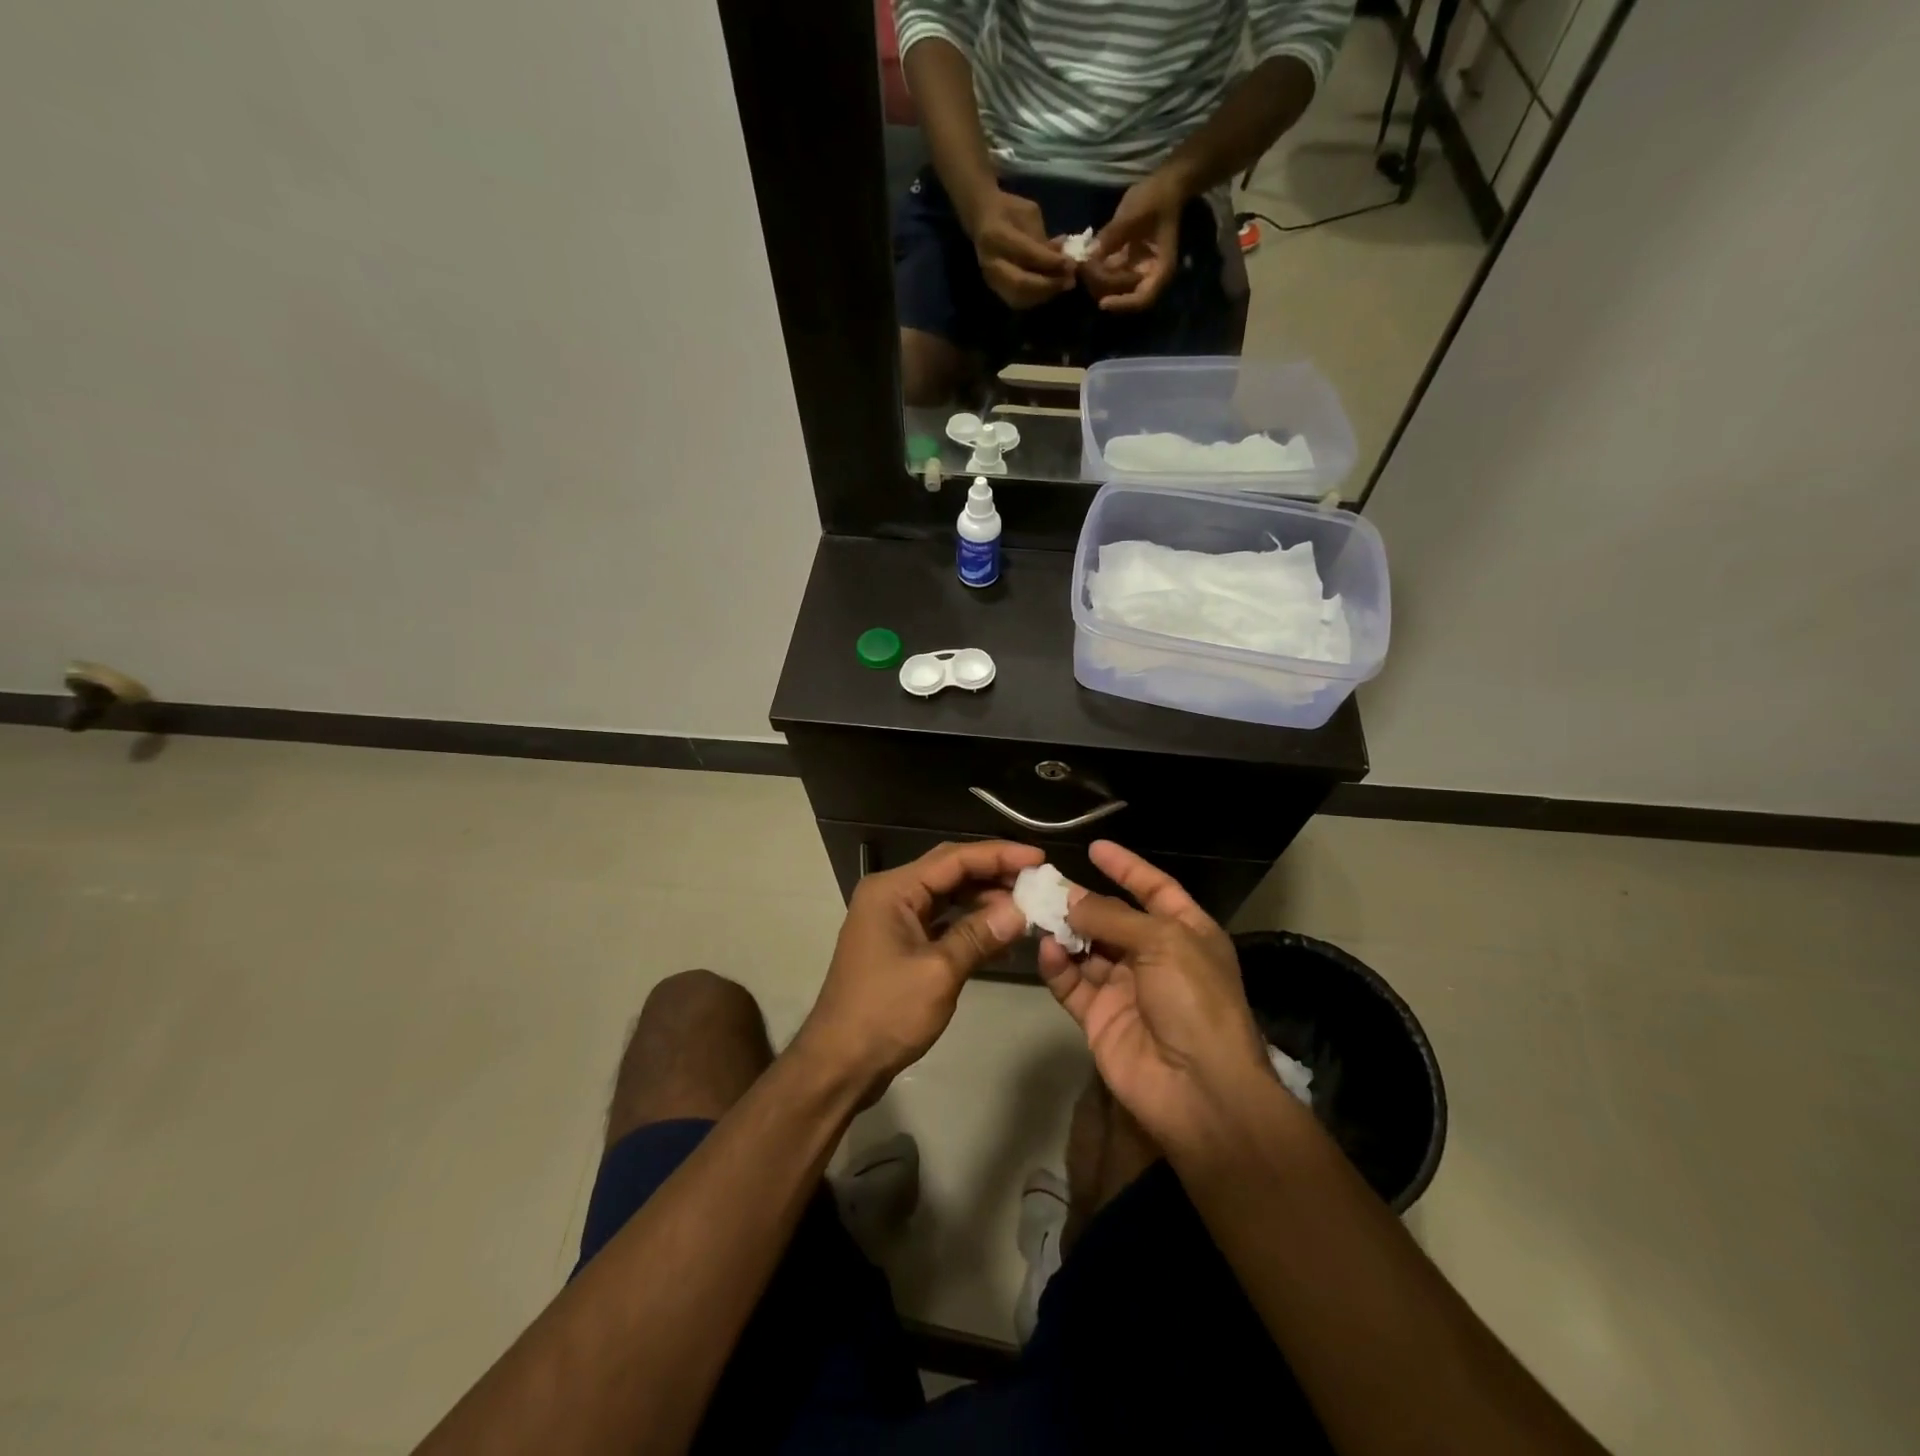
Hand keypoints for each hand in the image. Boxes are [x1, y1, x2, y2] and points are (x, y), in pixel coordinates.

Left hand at [796, 839, 1043, 1101]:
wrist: (839, 1063)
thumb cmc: (885, 1013)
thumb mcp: (938, 972)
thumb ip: (979, 935)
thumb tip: (1021, 911)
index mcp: (893, 890)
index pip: (954, 858)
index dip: (999, 855)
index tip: (1038, 858)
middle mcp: (892, 896)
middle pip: (951, 872)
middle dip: (995, 875)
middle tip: (1039, 882)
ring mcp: (895, 921)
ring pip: (949, 898)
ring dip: (985, 901)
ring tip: (1028, 908)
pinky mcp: (901, 945)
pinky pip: (943, 923)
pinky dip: (971, 927)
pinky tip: (1003, 938)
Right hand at [964, 189, 1075, 308]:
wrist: (983, 218)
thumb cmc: (1009, 210)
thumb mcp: (1029, 215)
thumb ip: (1043, 239)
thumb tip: (1064, 258)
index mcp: (996, 236)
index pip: (1027, 254)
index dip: (1051, 262)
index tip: (1072, 263)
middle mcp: (991, 262)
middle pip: (1021, 284)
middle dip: (1048, 285)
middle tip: (1069, 282)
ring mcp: (991, 279)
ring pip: (1020, 297)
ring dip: (1044, 295)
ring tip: (1062, 286)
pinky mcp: (995, 289)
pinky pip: (1018, 301)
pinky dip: (1036, 298)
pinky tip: (1050, 289)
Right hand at [1036, 841, 1274, 1150]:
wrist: (1199, 1090)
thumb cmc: (1194, 1000)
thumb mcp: (1163, 942)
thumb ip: (1113, 916)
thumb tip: (1071, 899)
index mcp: (1186, 933)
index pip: (1154, 888)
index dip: (1127, 867)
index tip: (1095, 848)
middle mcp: (1155, 956)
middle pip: (1113, 918)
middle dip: (1083, 899)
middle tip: (1045, 882)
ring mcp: (1125, 988)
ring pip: (1087, 948)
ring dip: (1064, 930)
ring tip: (1036, 910)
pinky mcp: (1099, 1017)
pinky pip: (1072, 983)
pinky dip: (1057, 965)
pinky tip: (1046, 949)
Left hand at [1086, 170, 1187, 311]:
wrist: (1165, 185)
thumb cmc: (1157, 198)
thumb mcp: (1135, 213)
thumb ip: (1113, 234)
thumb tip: (1090, 254)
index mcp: (1159, 269)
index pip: (1142, 299)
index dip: (1122, 304)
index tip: (1103, 303)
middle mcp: (1147, 276)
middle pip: (1122, 295)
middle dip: (1102, 285)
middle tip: (1083, 268)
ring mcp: (1134, 271)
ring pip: (1111, 287)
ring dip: (1095, 278)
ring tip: (1081, 261)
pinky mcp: (1124, 263)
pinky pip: (1107, 273)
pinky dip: (1095, 268)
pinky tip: (1083, 258)